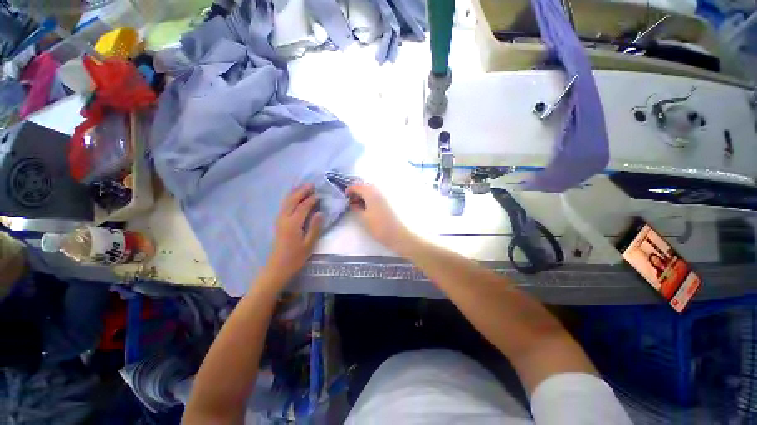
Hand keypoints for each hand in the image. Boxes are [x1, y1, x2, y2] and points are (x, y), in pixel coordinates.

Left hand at [261, 184, 322, 287]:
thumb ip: (315, 227)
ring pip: (286, 202)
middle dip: (302, 191)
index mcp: (293, 224)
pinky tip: (294, 197)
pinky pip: (284, 206)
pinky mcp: (278, 223)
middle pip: (292, 200)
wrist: (277, 267)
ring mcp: (279, 220)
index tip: (319, 194)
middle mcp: (284, 219)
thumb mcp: (309, 244)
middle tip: (311, 184)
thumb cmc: (296, 257)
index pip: (303, 206)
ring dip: (295, 192)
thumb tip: (320, 212)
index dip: (311, 199)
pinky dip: (290, 198)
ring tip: (303, 187)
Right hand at [346, 183, 413, 252]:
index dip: (350, 190)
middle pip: (365, 186)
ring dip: (363, 194)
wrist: (397, 234)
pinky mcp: (387, 202)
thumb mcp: (363, 218)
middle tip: (351, 200)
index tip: (345, 196)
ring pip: (371, 190)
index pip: (357, 186)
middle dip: (357, 191)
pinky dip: (369, 197)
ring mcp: (384, 196)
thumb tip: (352, 203)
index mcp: (371, 194)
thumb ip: (356, 208)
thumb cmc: (378, 227)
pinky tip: (366, 206)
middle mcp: (378, 192)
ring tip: (357, 204)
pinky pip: (376, 195)